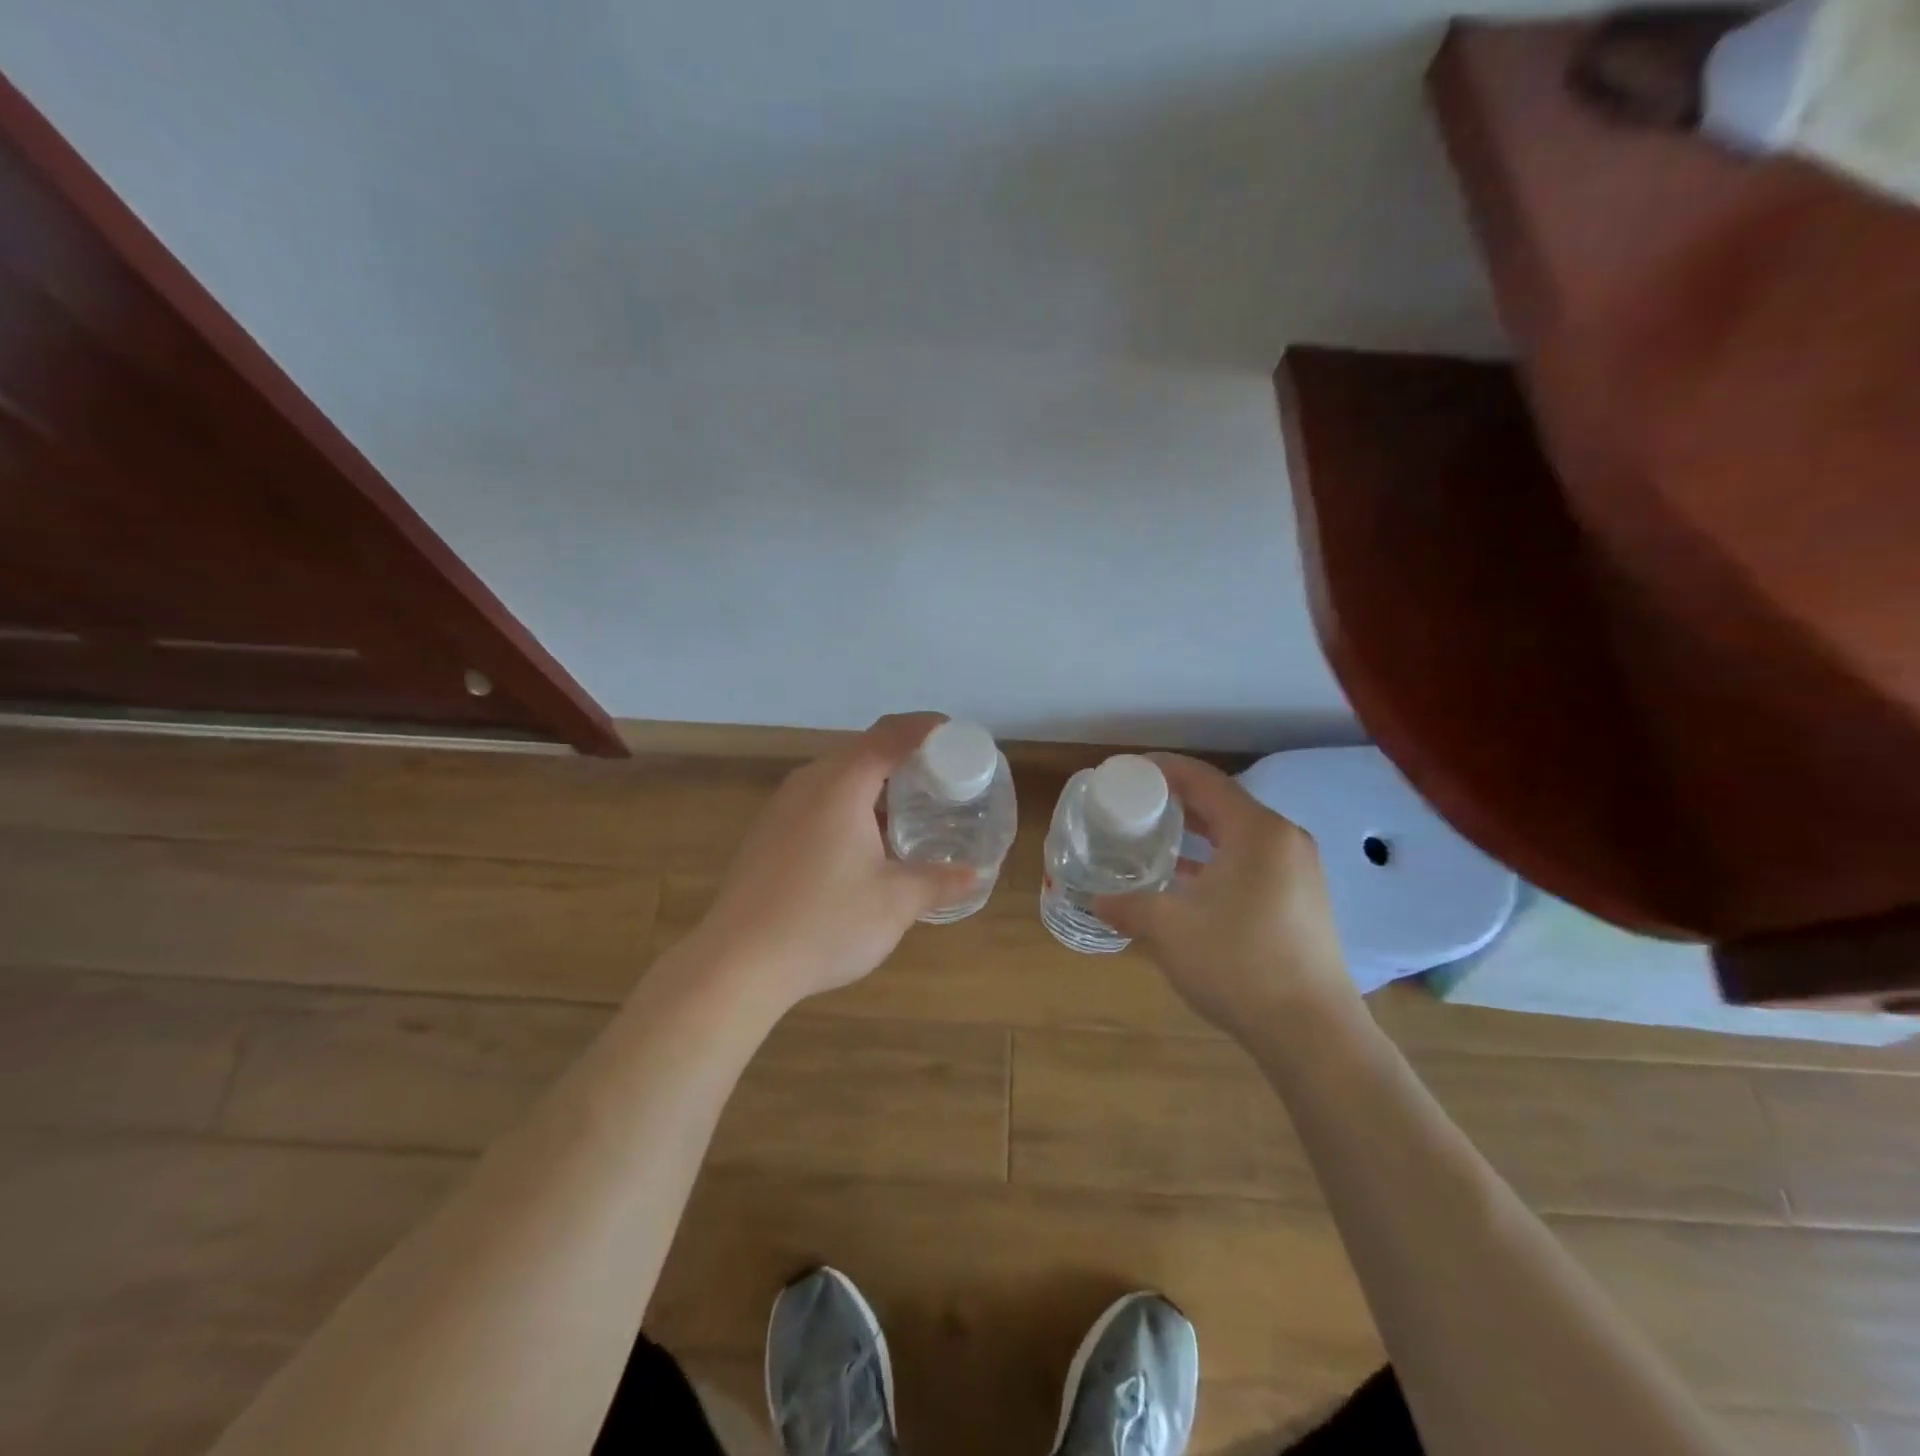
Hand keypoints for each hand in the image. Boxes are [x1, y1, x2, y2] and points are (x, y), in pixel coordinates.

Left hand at [691, 713, 977, 1009]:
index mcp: (842, 784)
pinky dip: (850, 802)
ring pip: (838, 776)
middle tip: (942, 775)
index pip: (891, 734)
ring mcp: (782, 807)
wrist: (737, 963)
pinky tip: (865, 840)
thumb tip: (975, 875)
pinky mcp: (768, 832)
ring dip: (876, 781)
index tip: (958, 736)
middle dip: (905, 755)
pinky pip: (818, 799)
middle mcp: (809, 783)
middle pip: (863, 749)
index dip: (926, 729)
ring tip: (910, 806)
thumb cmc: (824, 923)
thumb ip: (939, 881)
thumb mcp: (895, 903)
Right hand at [1092, 754, 1353, 1041]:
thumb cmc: (1238, 964)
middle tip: (1133, 805)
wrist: (1312, 1032)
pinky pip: (1251, 862)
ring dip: (1196, 833)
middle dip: (1175, 801)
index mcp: (1256, 831)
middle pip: (1221, 804)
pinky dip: (1216, 860)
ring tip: (1153, 838)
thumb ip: (1127, 905)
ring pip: (1237, 835)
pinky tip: (1186, 881)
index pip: (1203, 780)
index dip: (1162, 769)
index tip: (1127, 772)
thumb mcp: (1168, 929)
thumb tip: (1096, 900)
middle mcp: (1283, 840)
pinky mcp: (1302, 900)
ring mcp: (1299, 871)